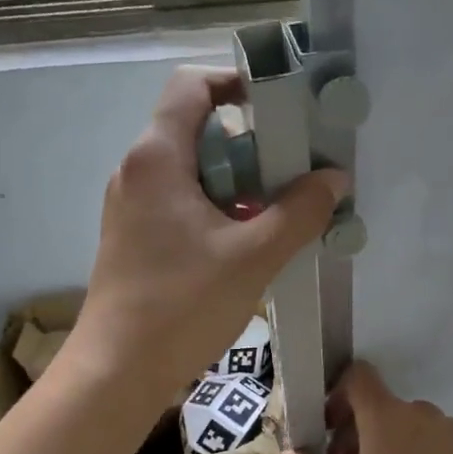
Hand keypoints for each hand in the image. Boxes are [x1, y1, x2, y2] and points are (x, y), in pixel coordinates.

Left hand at [68, 65, 345, 406]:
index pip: (192, 85)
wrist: (118, 371)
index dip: (237, 83)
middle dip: (250, 144)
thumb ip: (299, 212)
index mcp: (157, 158)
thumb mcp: (253, 257)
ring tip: (279, 210)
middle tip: (293, 171)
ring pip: (191, 171)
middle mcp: (137, 171)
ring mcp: (131, 206)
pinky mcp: (134, 237)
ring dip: (237, 182)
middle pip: (197, 129)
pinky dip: (216, 209)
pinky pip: (180, 203)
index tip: (281, 109)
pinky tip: (248, 243)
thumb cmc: (182, 305)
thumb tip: (334, 178)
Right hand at [282, 361, 452, 453]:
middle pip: (379, 405)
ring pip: (404, 425)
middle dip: (354, 431)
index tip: (326, 428)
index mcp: (386, 415)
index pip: (358, 376)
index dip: (337, 394)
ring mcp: (447, 430)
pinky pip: (428, 441)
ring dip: (382, 445)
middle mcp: (419, 411)